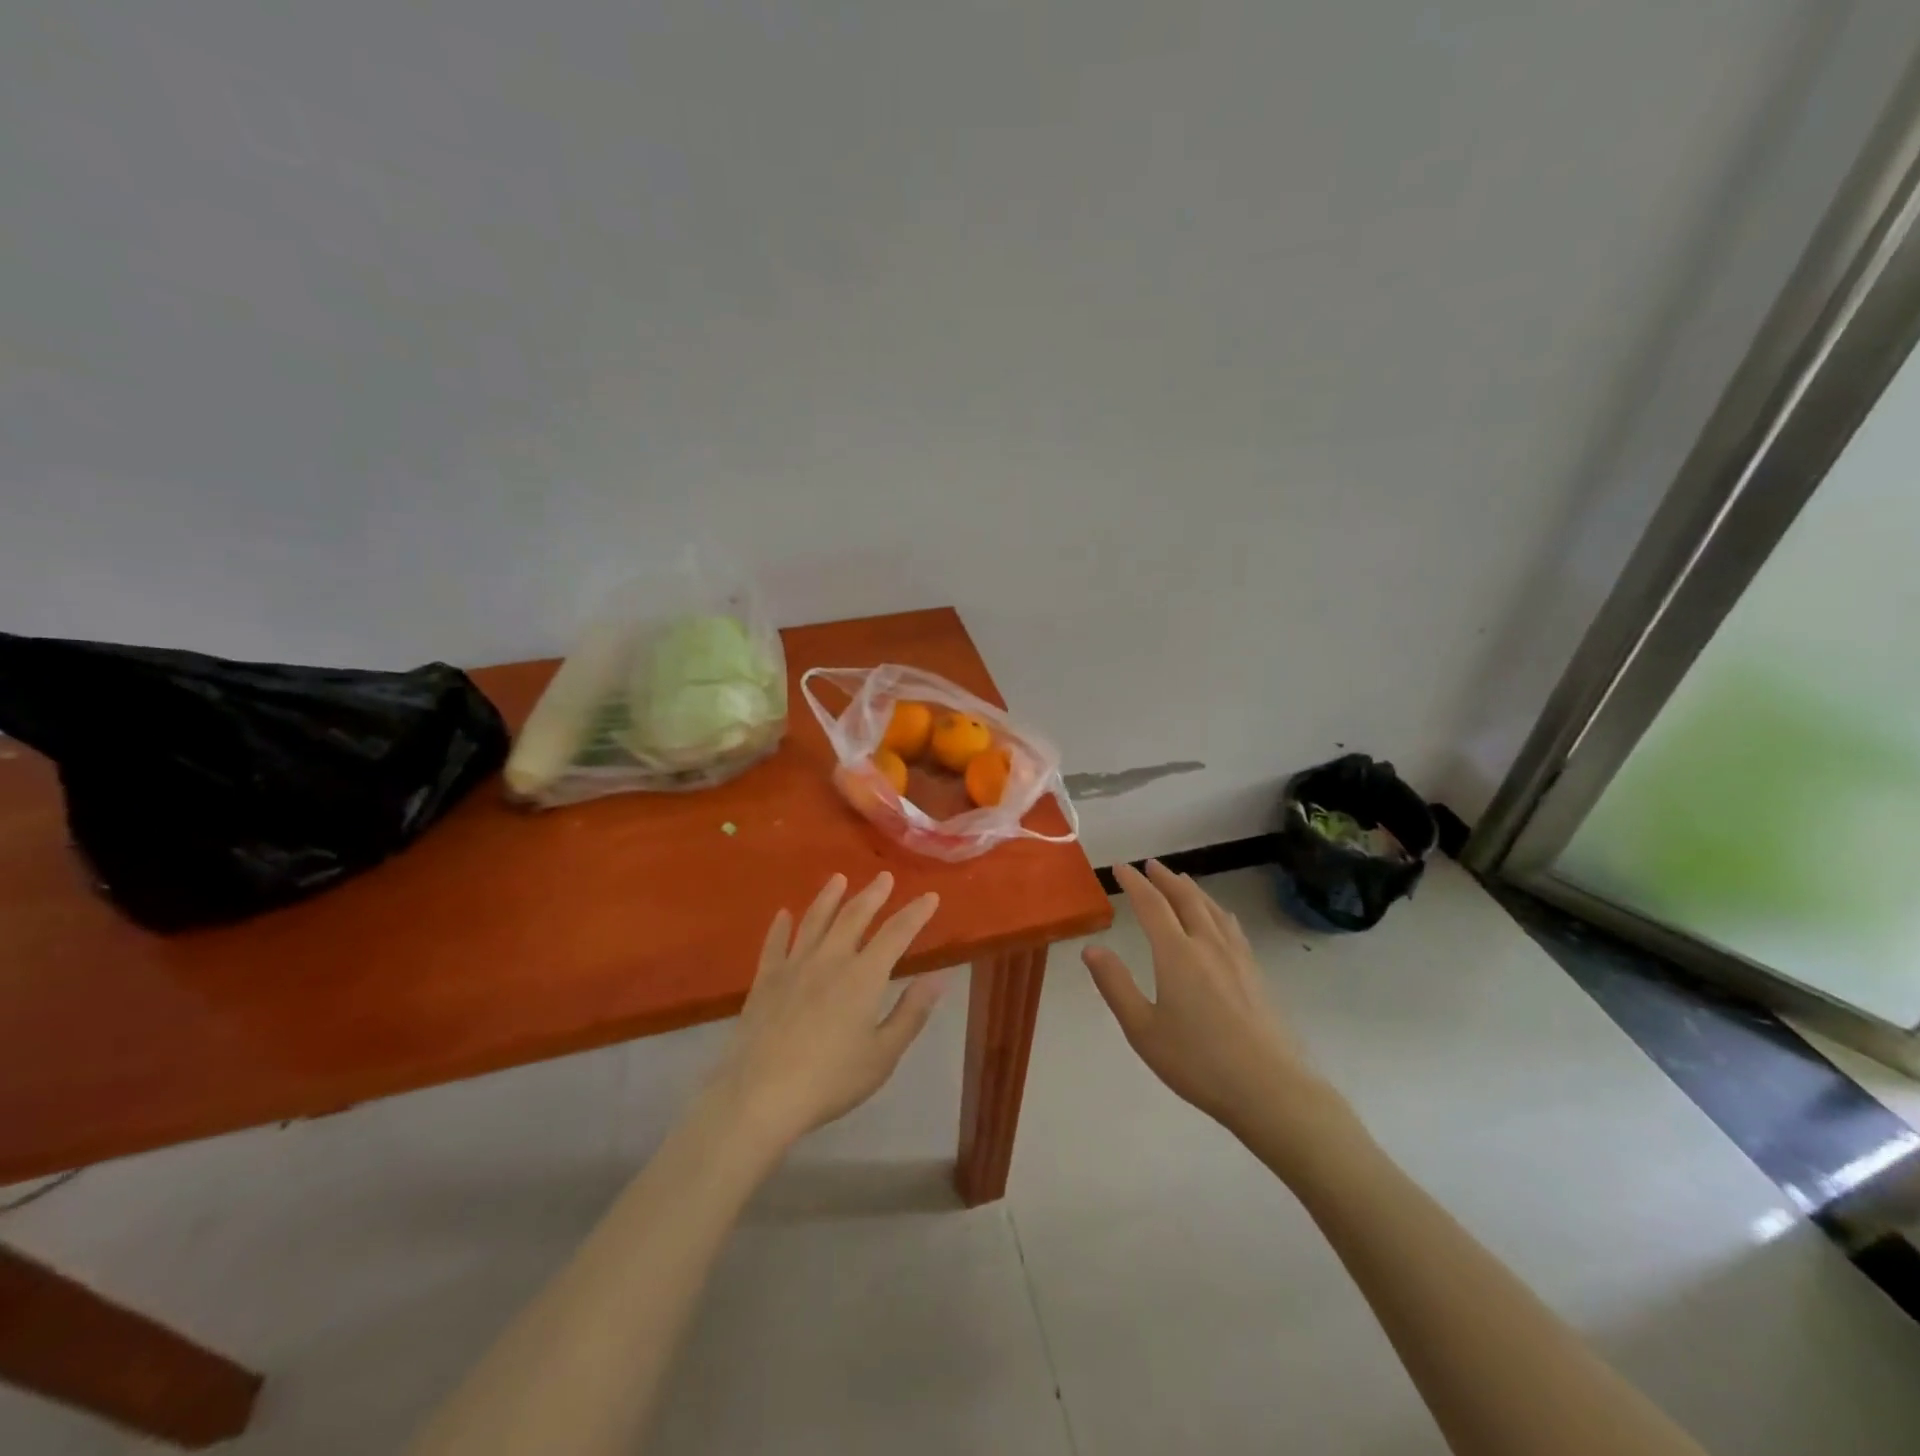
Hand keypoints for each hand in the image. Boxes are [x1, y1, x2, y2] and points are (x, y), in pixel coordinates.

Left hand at [707, 872, 945, 1152]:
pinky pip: (774, 943)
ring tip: (838, 879)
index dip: (915, 913)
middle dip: (872, 894)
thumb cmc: (830, 1080)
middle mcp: (830, 959)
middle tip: (884, 877)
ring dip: (829, 897)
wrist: (760, 1094)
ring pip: (814, 920)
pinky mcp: (765, 980)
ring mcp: (793, 966)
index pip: (896, 933)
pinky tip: (783, 914)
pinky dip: (781, 926)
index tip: (929, 896)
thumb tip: (938, 978)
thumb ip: (911, 1013)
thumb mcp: (883, 1054)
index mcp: (864, 976)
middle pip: (854, 916)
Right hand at [1083, 862, 1347, 1151]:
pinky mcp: (1255, 973)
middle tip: (1151, 865)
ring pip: (1212, 909)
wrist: (1270, 1089)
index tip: (1120, 867)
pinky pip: (1231, 926)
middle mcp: (1207, 945)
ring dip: (1192, 890)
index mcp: (1177, 954)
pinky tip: (1219, 918)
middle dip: (1165, 879)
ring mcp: (1237, 957)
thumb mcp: (1143, 1030)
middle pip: (1186, 899)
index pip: (1152, 905)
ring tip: (1181, 881)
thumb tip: (1091, 948)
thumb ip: (1115, 985)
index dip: (1134, 883)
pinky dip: (1216, 910)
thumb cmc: (1198, 1062)